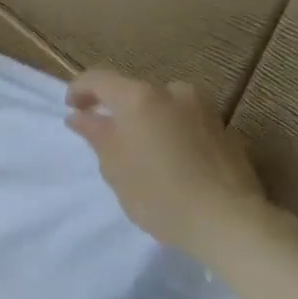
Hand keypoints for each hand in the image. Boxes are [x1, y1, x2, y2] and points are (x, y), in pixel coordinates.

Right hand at [64, 70, 278, 265]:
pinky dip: (171, 133)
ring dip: (146, 122)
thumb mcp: (114, 167)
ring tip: (141, 154)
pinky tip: (171, 164)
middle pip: (134, 92)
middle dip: (117, 110)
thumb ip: (96, 134)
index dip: (79, 90)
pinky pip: (186, 122)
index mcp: (140, 98)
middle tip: (106, 141)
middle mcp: (174, 93)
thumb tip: (80, 116)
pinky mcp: (225, 129)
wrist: (225, 219)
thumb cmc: (157, 193)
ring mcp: (204, 109)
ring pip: (163, 106)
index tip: (72, 110)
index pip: (99, 79)